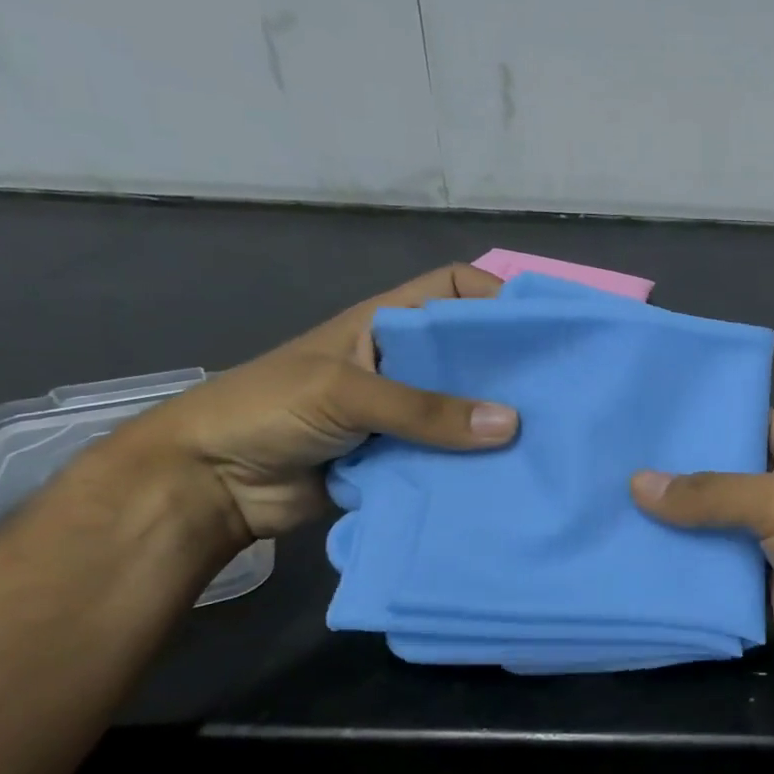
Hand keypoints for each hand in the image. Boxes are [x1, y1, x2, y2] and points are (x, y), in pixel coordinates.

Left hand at [107, 264, 516, 545]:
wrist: (210, 484)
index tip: (542, 326)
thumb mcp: (344, 393)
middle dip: (511, 369)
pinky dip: (474, 465)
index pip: (452, 289)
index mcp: (385, 324)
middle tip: (562, 392)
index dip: (495, 296)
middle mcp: (402, 364)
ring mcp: (402, 414)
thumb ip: (424, 409)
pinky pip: (449, 457)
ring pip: (463, 410)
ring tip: (548, 438)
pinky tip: (509, 476)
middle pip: (468, 355)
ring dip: (495, 424)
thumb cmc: (267, 410)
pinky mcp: (401, 460)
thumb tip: (511, 424)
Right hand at [631, 412, 773, 711]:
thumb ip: (711, 493)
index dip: (704, 421)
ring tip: (611, 509)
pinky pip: (725, 570)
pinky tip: (640, 559)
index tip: (644, 420)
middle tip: (612, 467)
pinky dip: (692, 568)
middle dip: (679, 477)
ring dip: (678, 526)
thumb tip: (638, 483)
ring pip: (721, 526)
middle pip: (729, 476)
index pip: (751, 421)